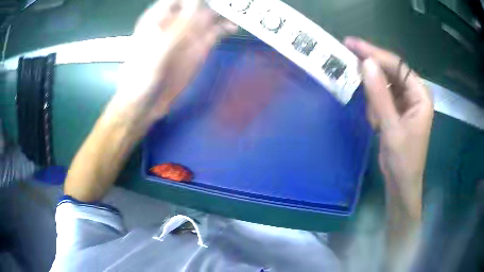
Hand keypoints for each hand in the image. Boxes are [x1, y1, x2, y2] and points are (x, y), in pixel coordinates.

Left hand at [108, 0, 236, 128]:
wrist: (144, 104)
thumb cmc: (142, 75)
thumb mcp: (158, 49)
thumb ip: (179, 26)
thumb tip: (199, 4)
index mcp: (159, 16)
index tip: (214, 1)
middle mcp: (176, 21)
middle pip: (199, 4)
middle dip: (215, 3)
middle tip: (235, 3)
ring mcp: (189, 35)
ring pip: (210, 16)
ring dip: (224, 13)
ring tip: (238, 13)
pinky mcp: (198, 49)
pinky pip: (214, 32)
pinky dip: (225, 28)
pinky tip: (233, 27)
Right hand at [344, 37, 433, 217]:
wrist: (401, 184)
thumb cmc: (402, 160)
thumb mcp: (391, 128)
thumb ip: (380, 95)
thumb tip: (366, 63)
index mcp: (420, 95)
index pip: (397, 66)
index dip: (375, 54)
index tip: (351, 44)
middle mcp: (415, 94)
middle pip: (391, 71)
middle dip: (372, 70)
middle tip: (348, 59)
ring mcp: (406, 102)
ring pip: (385, 84)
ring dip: (373, 95)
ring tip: (373, 118)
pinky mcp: (398, 110)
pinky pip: (383, 97)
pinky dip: (375, 105)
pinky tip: (375, 122)